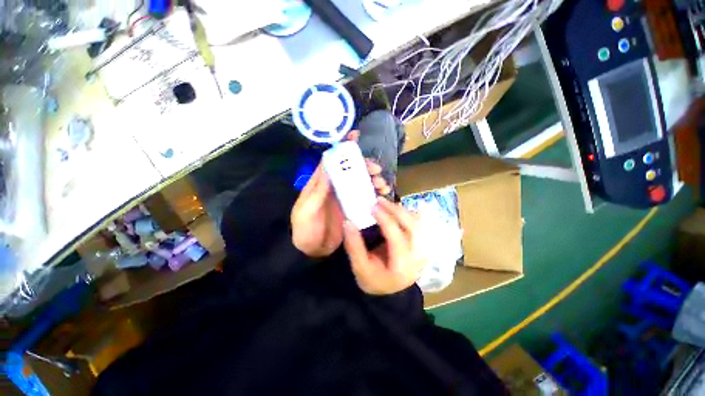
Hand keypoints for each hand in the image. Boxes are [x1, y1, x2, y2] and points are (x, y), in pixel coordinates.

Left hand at [291, 132, 391, 256]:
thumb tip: (327, 165)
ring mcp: (344, 198)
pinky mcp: (351, 208)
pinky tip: (381, 196)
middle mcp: (334, 187)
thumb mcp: (306, 209)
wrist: (311, 251)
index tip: (355, 136)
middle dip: (364, 166)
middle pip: (350, 170)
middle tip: (376, 170)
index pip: (331, 161)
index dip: (342, 148)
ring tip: (382, 185)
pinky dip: (374, 194)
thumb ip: (317, 190)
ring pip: (360, 183)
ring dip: (372, 180)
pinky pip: (364, 197)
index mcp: (320, 183)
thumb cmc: (305, 229)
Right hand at [343, 197, 426, 294]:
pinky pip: (419, 224)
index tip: (372, 206)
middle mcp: (418, 257)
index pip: (397, 237)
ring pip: (418, 223)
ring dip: (402, 210)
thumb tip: (348, 223)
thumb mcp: (360, 268)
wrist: (390, 292)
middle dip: (395, 210)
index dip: (385, 219)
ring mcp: (423, 249)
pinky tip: (395, 210)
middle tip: (379, 200)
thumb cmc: (374, 280)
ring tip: (386, 204)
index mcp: (402, 266)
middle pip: (412, 226)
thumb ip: (354, 246)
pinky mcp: (422, 244)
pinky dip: (408, 214)